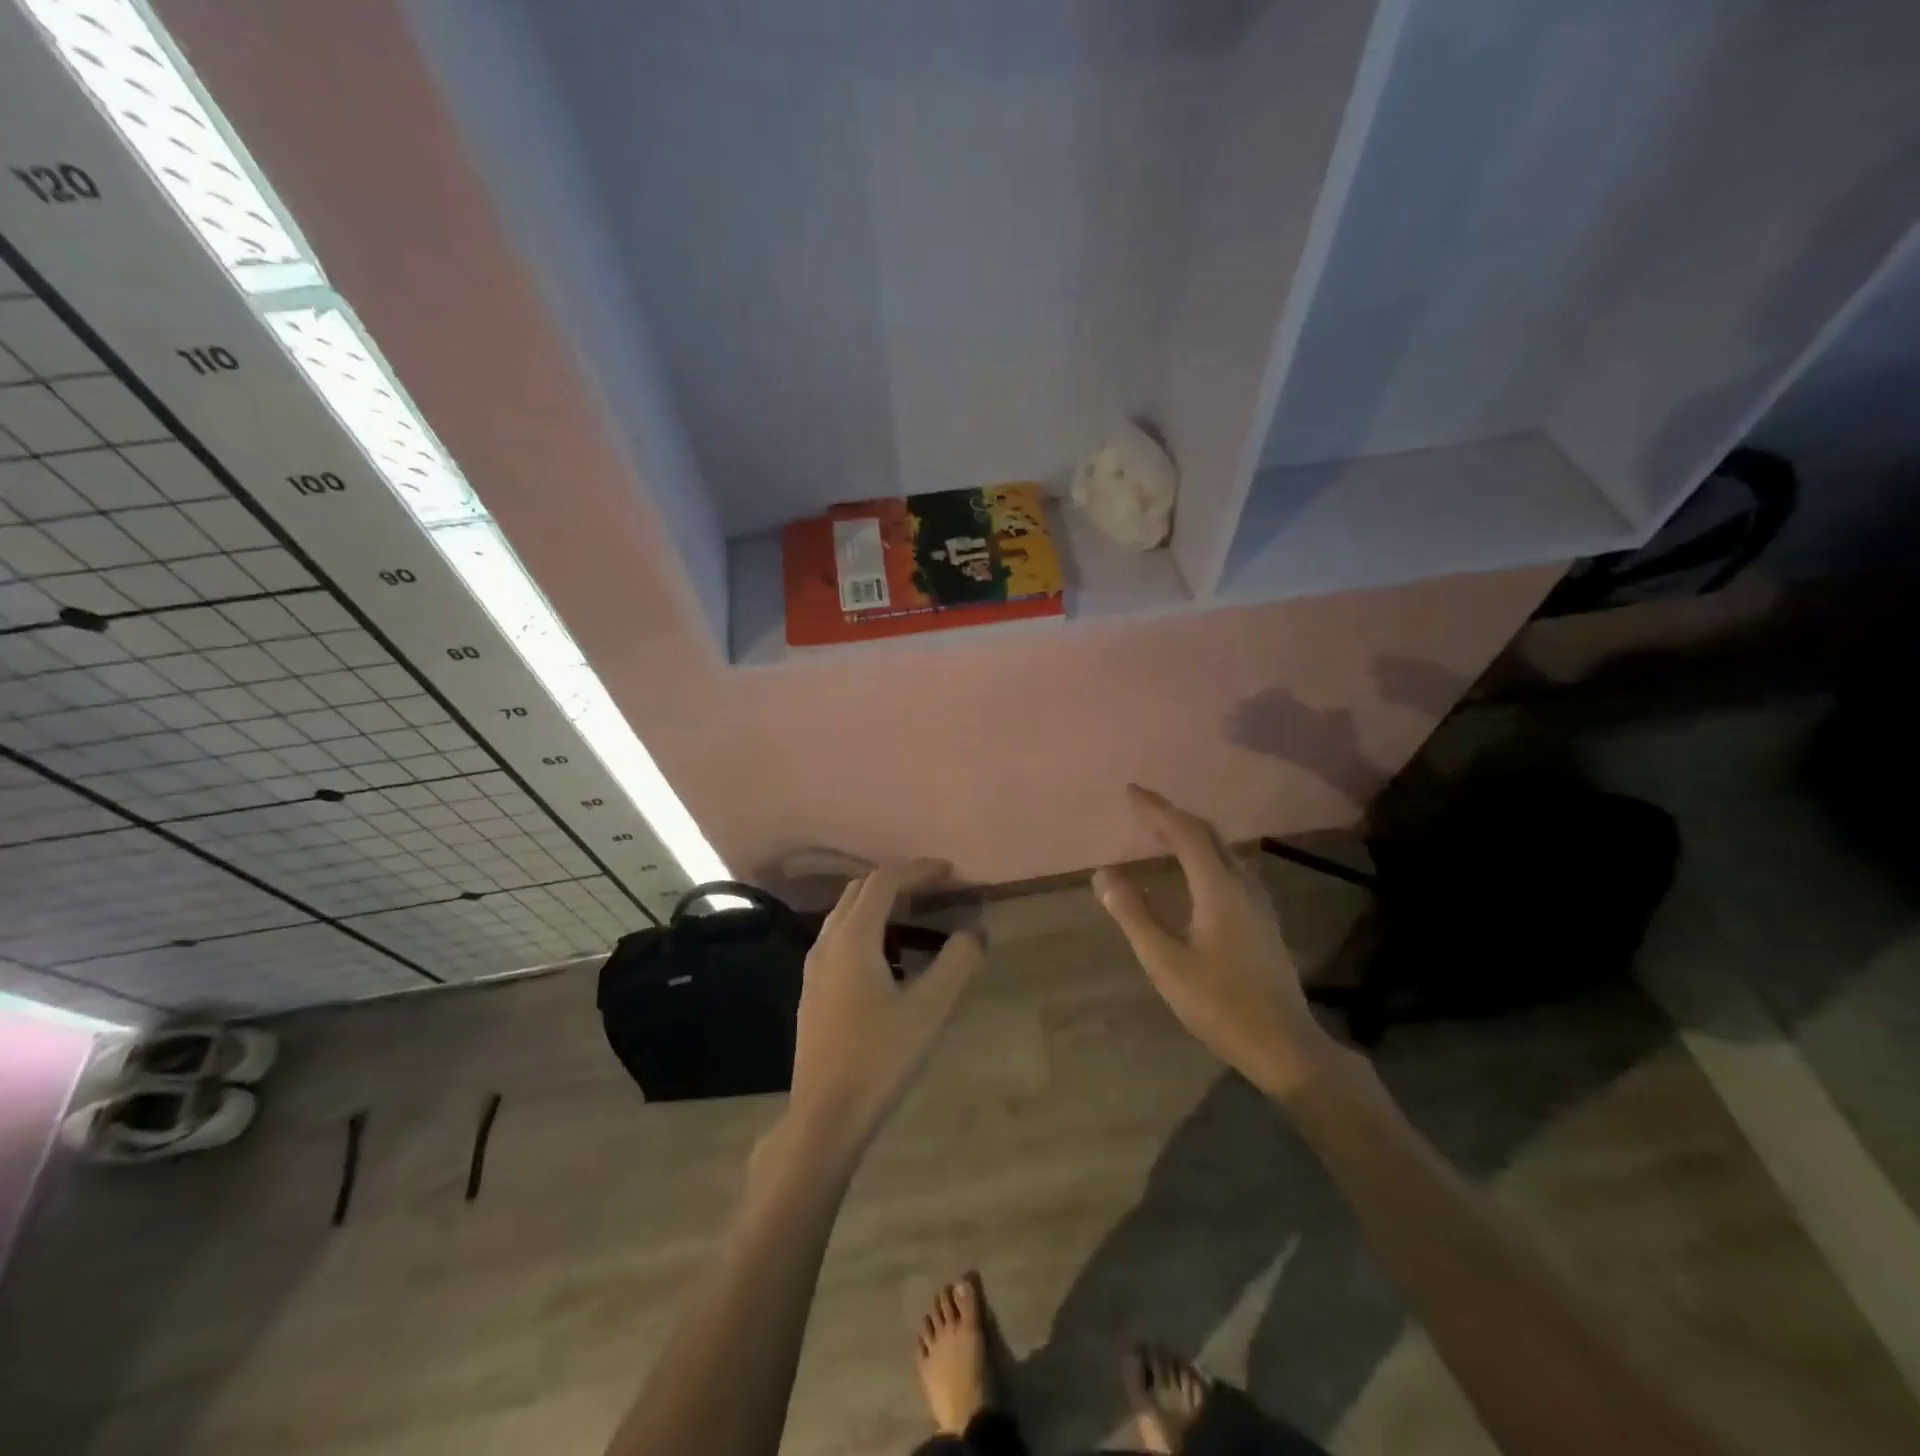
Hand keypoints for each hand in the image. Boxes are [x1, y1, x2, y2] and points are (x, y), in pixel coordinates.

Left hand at [787, 860, 983, 1155]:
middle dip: (898, 882)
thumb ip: (956, 963)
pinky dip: (868, 930)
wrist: (825, 1116)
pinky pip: (840, 939)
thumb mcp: (929, 1009)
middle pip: (859, 891)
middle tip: (935, 889)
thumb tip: (976, 931)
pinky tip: (891, 960)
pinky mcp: (813, 991)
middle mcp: (827, 943)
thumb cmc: (879, 1058)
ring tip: (918, 919)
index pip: (883, 882)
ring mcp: (814, 968)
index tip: (949, 872)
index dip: (917, 870)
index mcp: (852, 939)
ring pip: (846, 915)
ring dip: (880, 905)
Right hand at [1094, 786, 1337, 1096]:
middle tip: (1142, 808)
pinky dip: (1206, 854)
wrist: (1285, 1045)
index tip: (1131, 791)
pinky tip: (1196, 872)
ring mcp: (1258, 902)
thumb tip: (1105, 875)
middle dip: (1174, 815)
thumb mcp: (1165, 963)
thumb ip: (1134, 915)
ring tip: (1163, 833)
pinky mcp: (1263, 920)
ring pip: (1224, 850)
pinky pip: (1231, 867)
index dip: (1157, 808)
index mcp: (1218, 888)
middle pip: (1209, 834)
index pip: (1185, 832)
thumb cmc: (1220, 1004)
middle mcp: (1242, 885)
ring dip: (1192, 834)